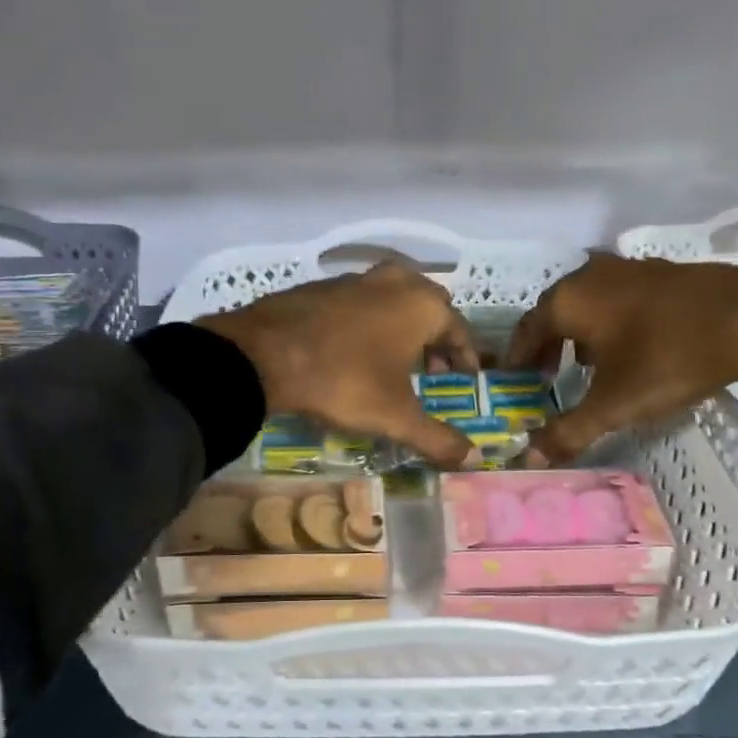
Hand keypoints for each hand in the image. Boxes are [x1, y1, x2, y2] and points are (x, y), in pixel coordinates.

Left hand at [197, 262, 478, 466]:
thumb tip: (473, 459)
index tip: (464, 378)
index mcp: (422, 304)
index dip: (464, 357)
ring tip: (394, 363)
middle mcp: (395, 281)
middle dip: (435, 339)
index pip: (459, 330)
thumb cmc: (344, 380)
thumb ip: (437, 438)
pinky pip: (360, 302)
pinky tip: (354, 350)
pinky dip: (369, 322)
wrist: (263, 355)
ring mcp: (355, 278)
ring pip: (392, 300)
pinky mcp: (322, 285)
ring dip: (401, 328)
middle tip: (430, 371)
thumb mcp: (395, 416)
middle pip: (428, 308)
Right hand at [506, 254, 737, 464]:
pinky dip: (613, 321)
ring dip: (581, 332)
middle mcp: (591, 276)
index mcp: (569, 300)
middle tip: (545, 374)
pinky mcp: (665, 271)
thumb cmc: (667, 359)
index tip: (514, 378)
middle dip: (548, 344)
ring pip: (590, 302)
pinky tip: (632, 346)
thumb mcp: (614, 404)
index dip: (517, 356)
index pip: (527, 328)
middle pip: (556, 311)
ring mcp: (631, 268)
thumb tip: (529, 459)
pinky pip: (622, 298)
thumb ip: (569, 431)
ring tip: (587, 365)